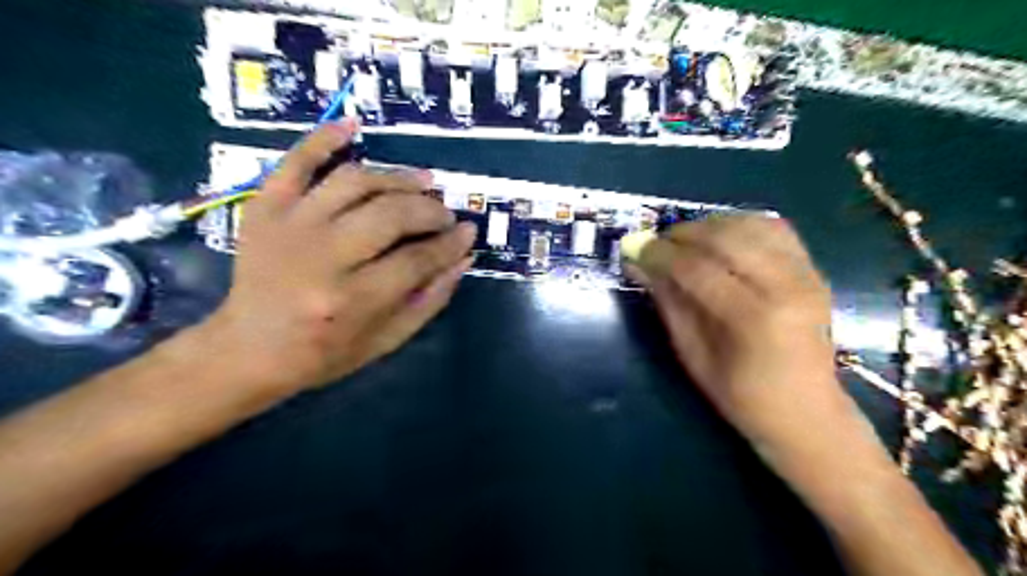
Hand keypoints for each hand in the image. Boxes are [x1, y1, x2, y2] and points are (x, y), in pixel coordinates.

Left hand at [210, 119, 480, 392]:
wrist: (248, 349)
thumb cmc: (325, 353)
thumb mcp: (387, 340)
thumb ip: (429, 299)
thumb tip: (463, 256)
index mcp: (352, 300)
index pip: (417, 259)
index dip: (450, 243)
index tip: (468, 232)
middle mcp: (322, 257)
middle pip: (391, 215)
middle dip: (430, 210)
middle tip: (444, 214)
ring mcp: (290, 226)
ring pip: (355, 182)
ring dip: (397, 178)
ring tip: (421, 182)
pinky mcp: (266, 209)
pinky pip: (296, 162)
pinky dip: (323, 138)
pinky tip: (353, 127)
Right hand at [635, 217, 842, 445]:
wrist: (807, 412)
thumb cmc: (742, 396)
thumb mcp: (692, 355)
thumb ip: (668, 303)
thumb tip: (638, 265)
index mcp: (753, 318)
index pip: (696, 268)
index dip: (660, 254)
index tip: (635, 249)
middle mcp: (784, 286)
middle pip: (724, 237)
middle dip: (682, 234)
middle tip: (657, 243)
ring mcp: (805, 274)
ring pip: (749, 224)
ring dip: (709, 225)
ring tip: (686, 240)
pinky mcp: (813, 270)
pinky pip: (774, 228)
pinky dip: (741, 224)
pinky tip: (721, 237)